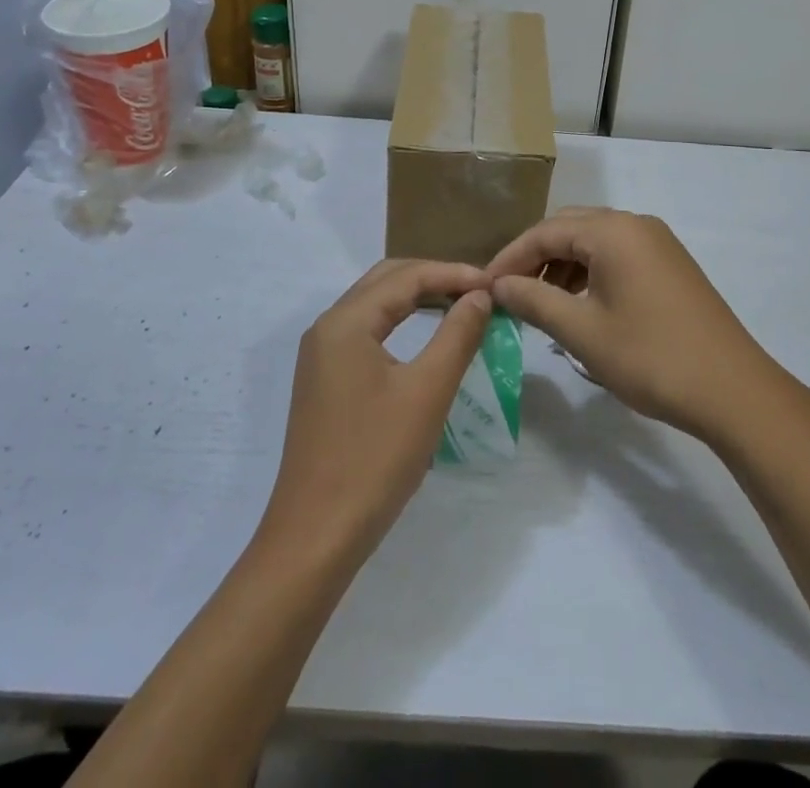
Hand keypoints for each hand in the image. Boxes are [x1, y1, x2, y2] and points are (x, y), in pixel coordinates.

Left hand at [259, 260, 490, 565]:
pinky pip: (366, 332)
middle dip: (433, 277)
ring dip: (416, 298)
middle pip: (386, 281)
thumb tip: (480, 295)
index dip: (453, 273)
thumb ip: (457, 335)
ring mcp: (321, 355)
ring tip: (459, 306)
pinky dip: (399, 323)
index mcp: (345, 322)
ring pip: (374, 305)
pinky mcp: (324, 381)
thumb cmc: (375, 459)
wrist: (316, 536)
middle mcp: (327, 327)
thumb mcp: (427, 392)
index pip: (406, 276)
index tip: (494, 284)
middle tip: (477, 291)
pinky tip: (425, 339)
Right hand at [485, 207, 783, 442]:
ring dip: (562, 266)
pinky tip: (579, 306)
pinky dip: (590, 273)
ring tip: (541, 304)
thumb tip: (499, 284)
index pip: (545, 231)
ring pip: (594, 242)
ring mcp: (657, 243)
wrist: (734, 391)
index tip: (483, 287)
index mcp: (613, 231)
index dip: (510, 257)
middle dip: (535, 258)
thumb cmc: (651, 357)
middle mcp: (635, 224)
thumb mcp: (582, 332)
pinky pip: (617, 255)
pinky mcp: (670, 265)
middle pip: (569, 228)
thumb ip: (535, 300)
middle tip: (509, 293)